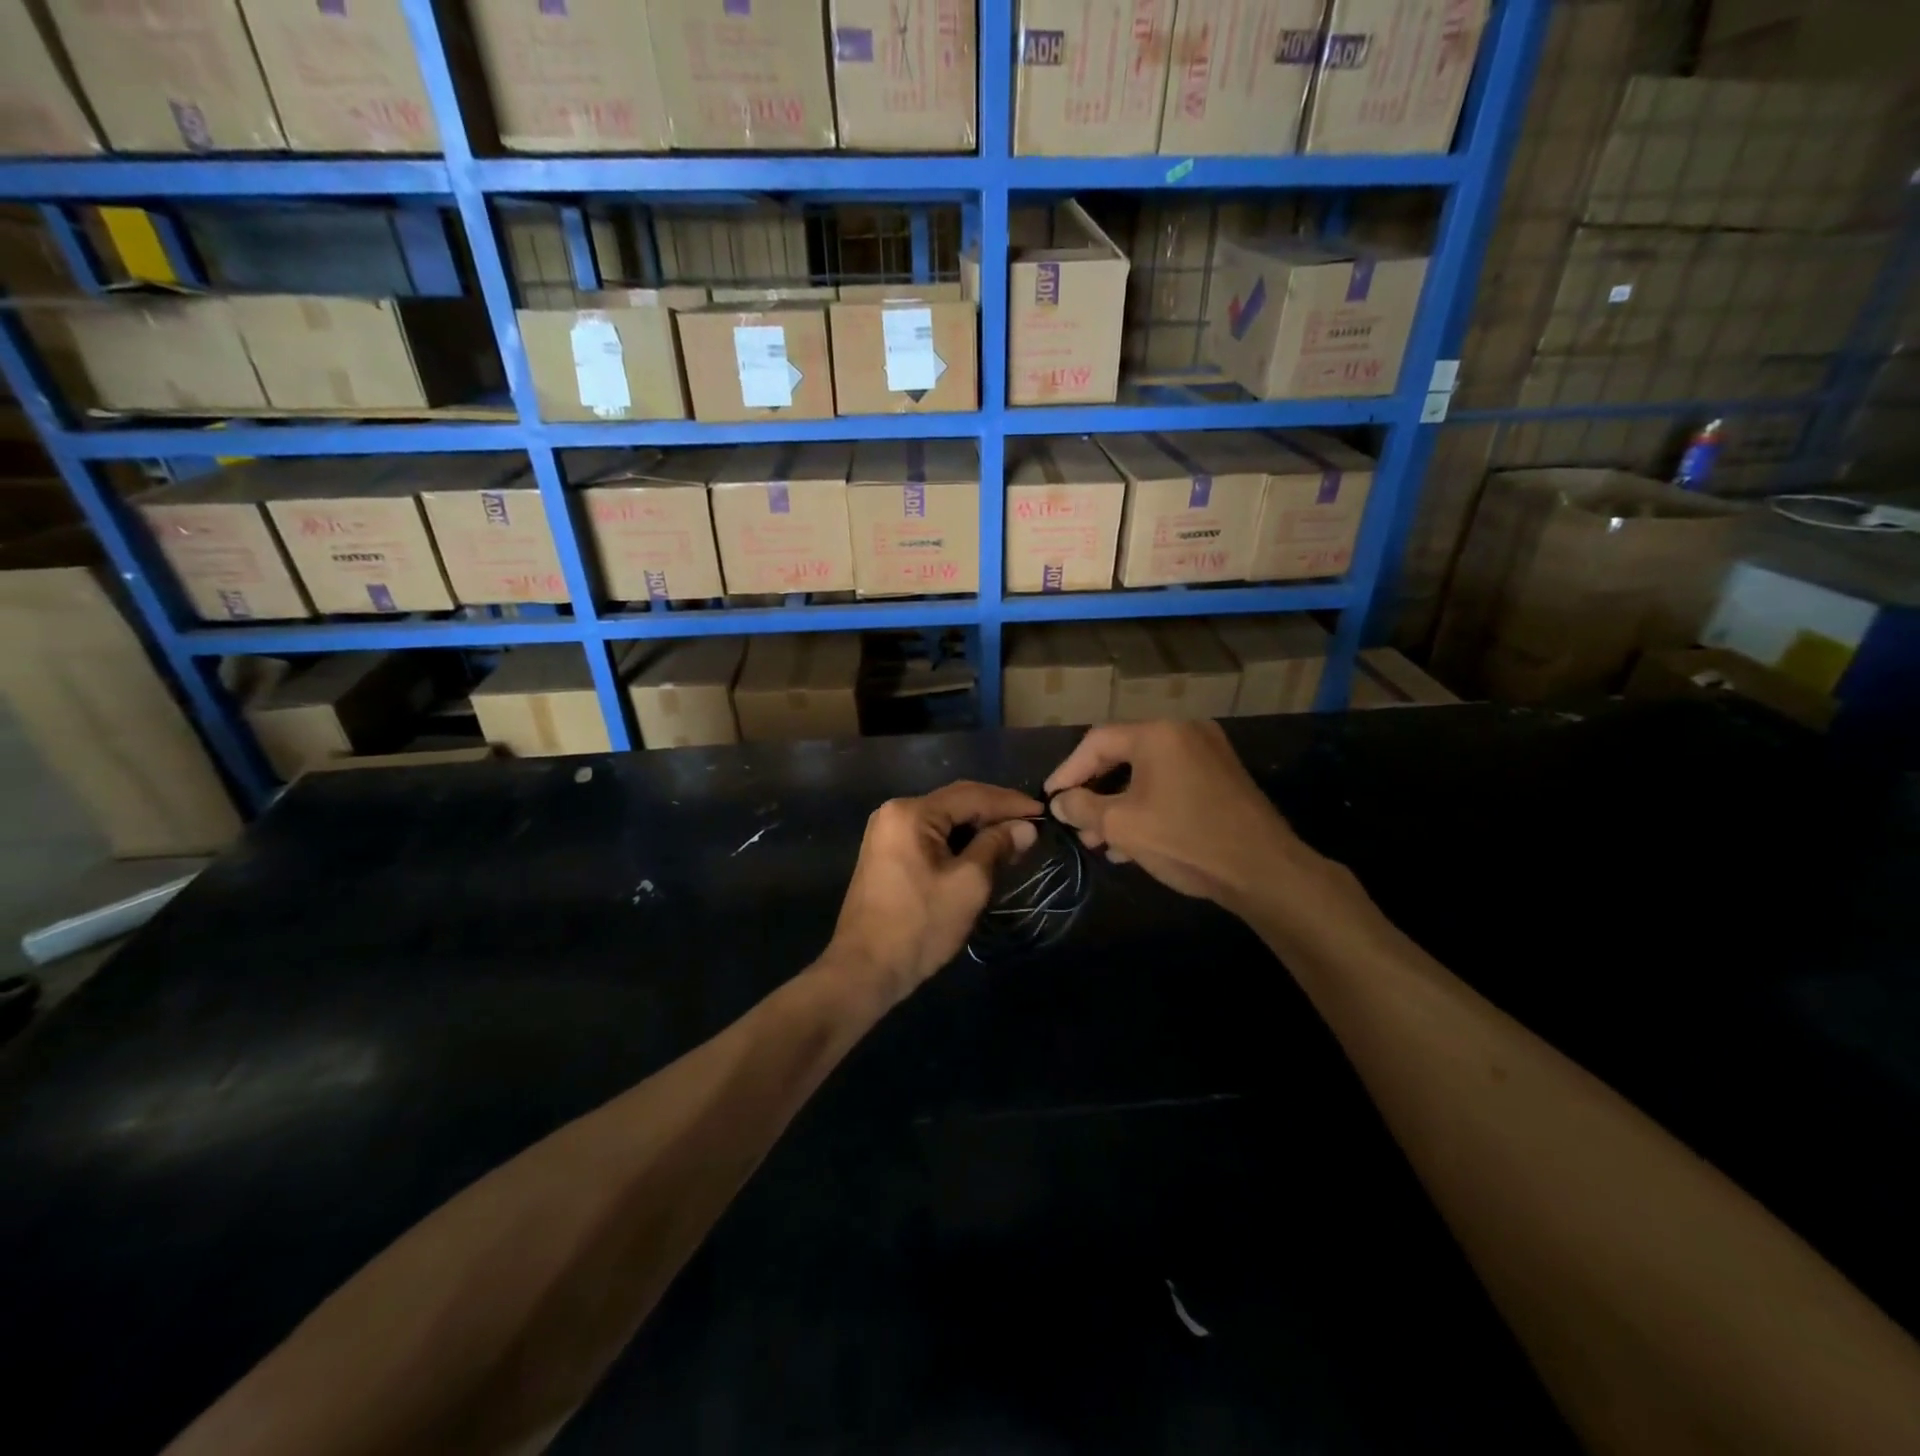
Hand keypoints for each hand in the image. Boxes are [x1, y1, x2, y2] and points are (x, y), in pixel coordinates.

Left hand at [826, 781, 1040, 1004]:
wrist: (865, 969)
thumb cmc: (919, 925)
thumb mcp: (968, 884)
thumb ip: (997, 847)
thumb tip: (1025, 827)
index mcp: (911, 812)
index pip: (971, 795)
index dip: (1010, 802)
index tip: (1043, 812)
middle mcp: (894, 812)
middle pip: (955, 802)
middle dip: (995, 813)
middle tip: (1032, 826)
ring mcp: (887, 832)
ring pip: (944, 820)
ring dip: (978, 828)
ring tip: (1013, 839)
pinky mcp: (887, 853)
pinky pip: (930, 836)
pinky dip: (958, 841)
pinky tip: (982, 852)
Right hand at [1045, 721, 1306, 913]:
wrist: (1264, 871)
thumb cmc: (1186, 840)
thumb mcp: (1122, 826)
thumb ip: (1082, 808)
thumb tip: (1059, 801)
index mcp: (1158, 734)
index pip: (1097, 742)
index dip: (1068, 770)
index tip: (1050, 799)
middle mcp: (1184, 732)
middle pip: (1122, 755)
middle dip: (1094, 792)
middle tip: (1075, 822)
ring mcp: (1208, 754)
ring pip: (1147, 774)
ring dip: (1118, 804)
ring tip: (1098, 840)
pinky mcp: (1222, 778)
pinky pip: (1171, 784)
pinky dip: (1146, 805)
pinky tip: (1130, 842)